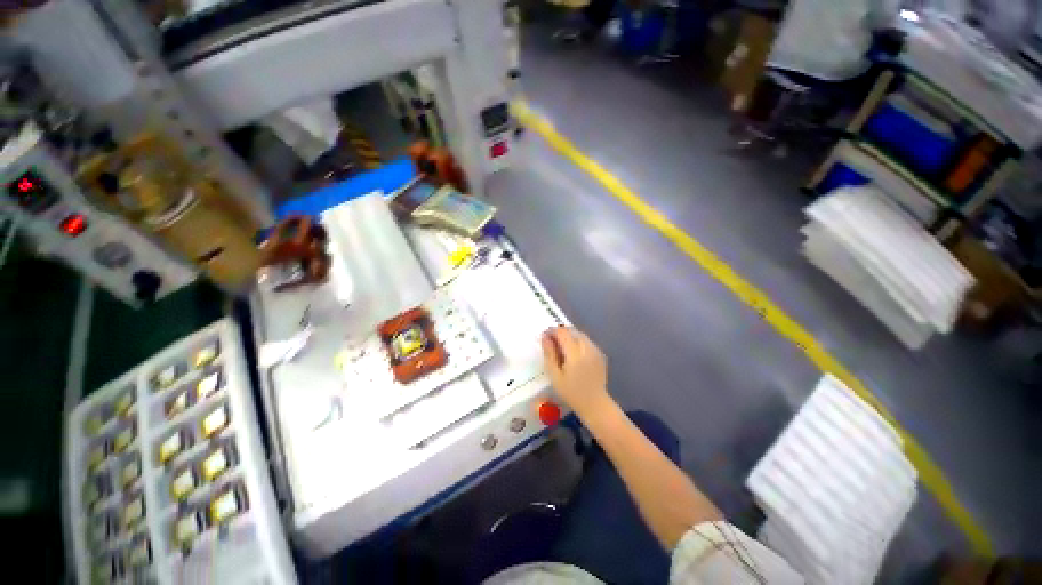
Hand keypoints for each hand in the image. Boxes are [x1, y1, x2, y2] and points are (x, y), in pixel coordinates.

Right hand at [542, 327, 612, 418]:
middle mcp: (587, 348)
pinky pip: (586, 341)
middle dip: (560, 332)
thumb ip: (549, 355)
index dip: (551, 331)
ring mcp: (595, 350)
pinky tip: (573, 352)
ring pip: (580, 335)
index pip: (562, 333)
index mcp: (575, 353)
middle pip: (572, 331)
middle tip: (551, 341)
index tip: (544, 336)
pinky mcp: (600, 354)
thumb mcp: (555, 376)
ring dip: (569, 336)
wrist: (595, 404)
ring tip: (561, 346)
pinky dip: (578, 341)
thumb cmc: (571, 393)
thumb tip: (544, 337)